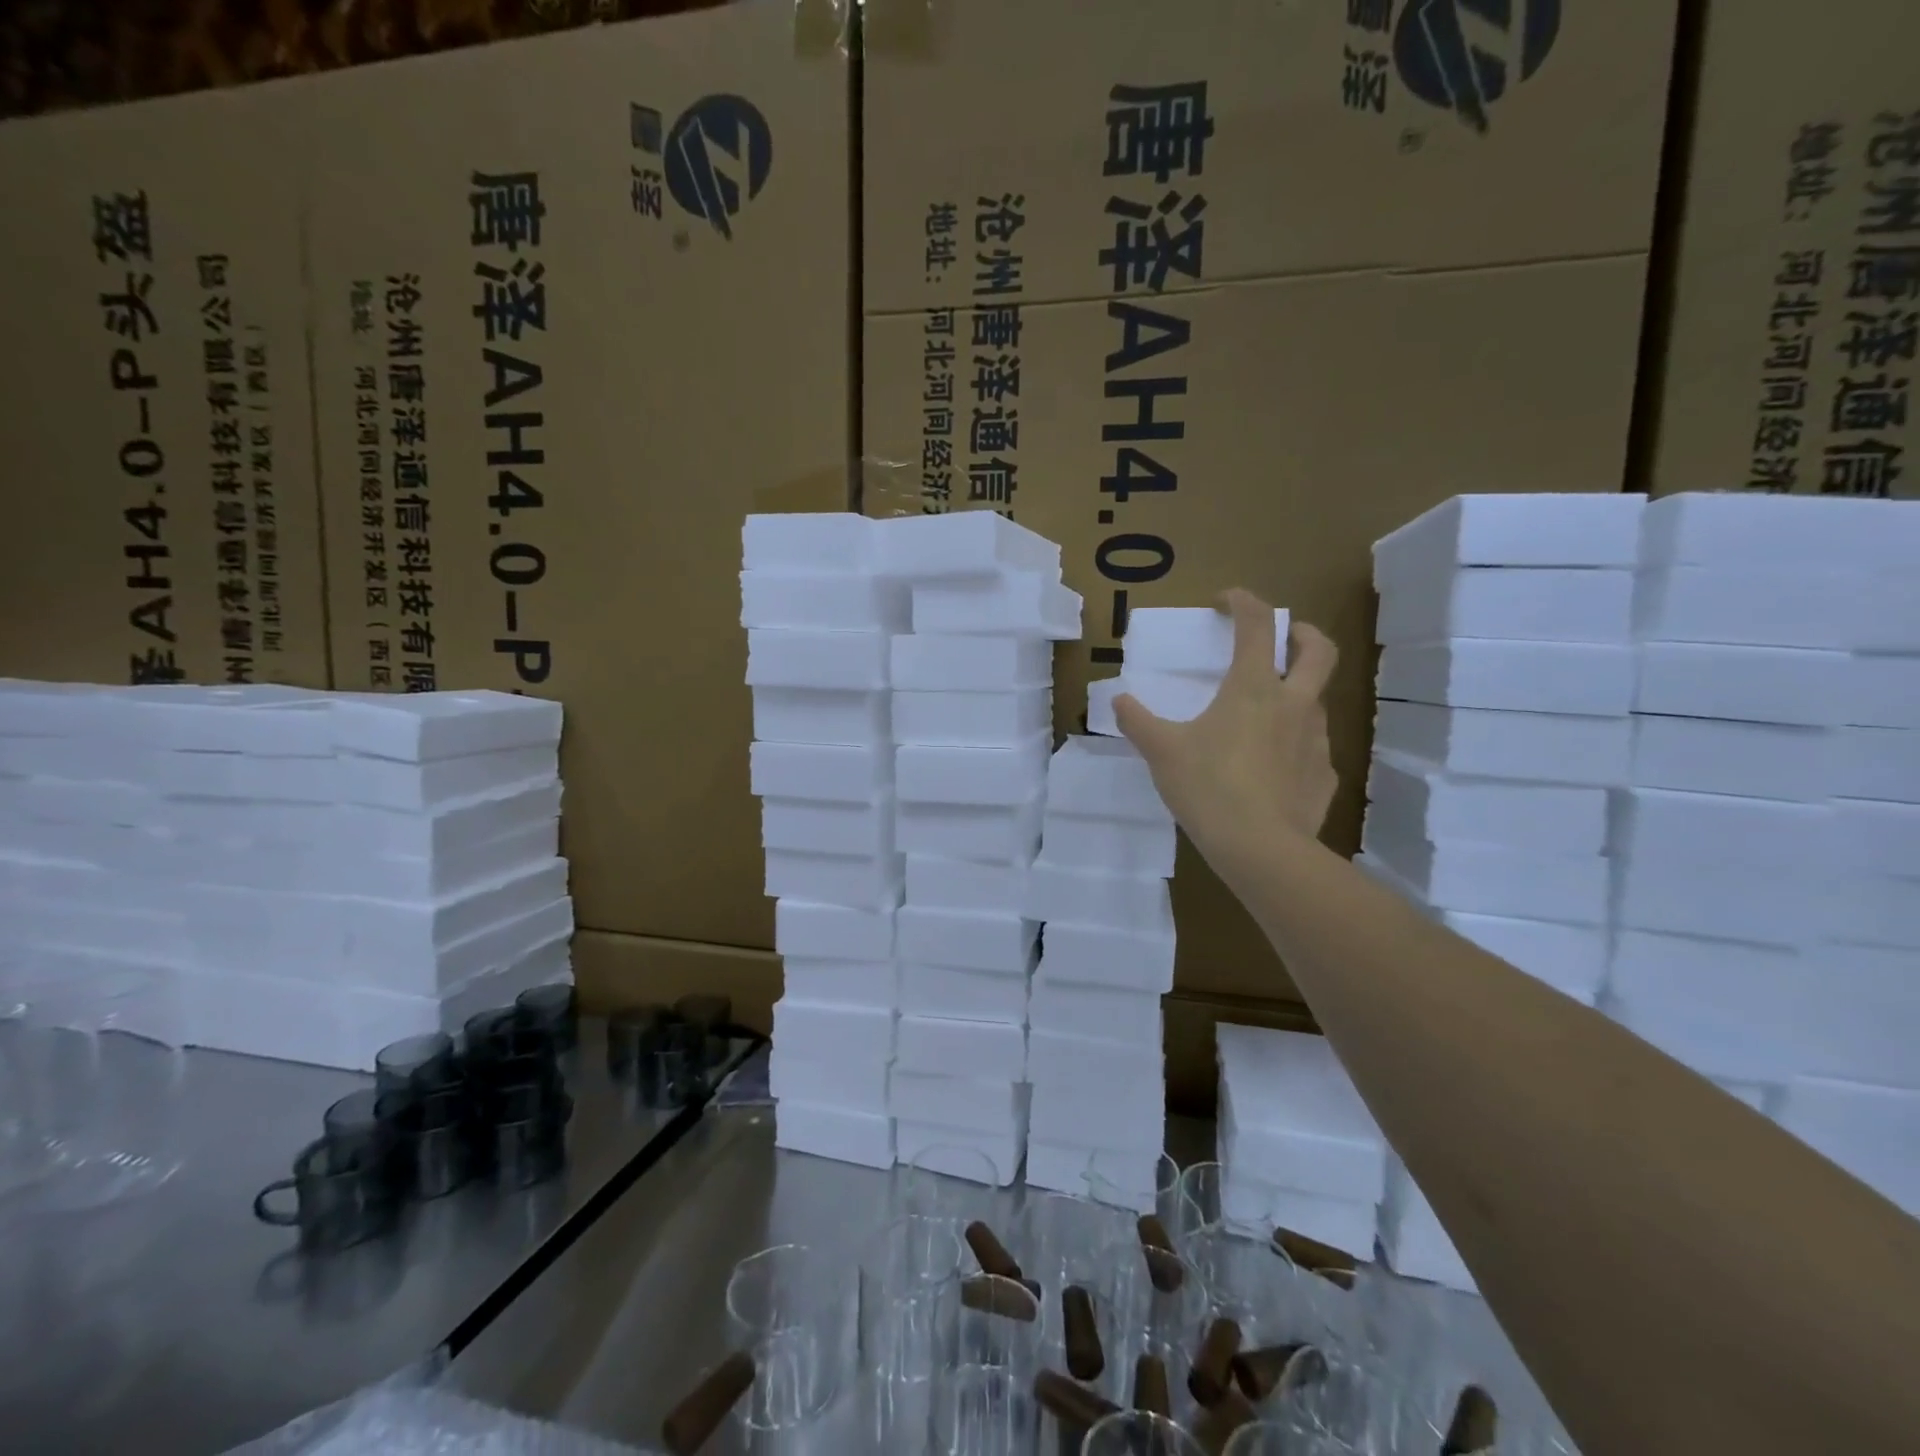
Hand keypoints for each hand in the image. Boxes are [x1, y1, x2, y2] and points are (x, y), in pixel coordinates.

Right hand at [1114, 590, 1339, 865]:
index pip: (1257, 624)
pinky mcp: (1324, 775)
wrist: (1260, 848)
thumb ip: (1138, 722)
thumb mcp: (1162, 752)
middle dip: (1302, 632)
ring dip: (1295, 694)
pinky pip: (1311, 749)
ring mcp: (1316, 740)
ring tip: (1264, 715)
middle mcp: (1293, 704)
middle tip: (1283, 636)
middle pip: (1317, 650)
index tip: (1226, 600)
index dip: (1243, 602)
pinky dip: (1294, 745)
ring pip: (1315, 701)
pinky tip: (1271, 768)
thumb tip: (1118, 701)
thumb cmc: (1208, 787)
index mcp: (1253, 687)